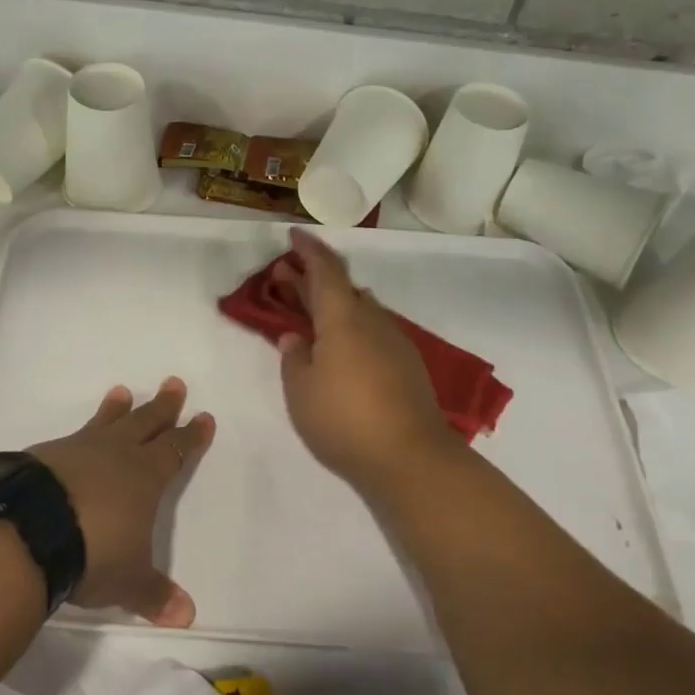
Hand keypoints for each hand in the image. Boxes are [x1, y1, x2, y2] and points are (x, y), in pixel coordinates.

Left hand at [26, 378, 213, 626]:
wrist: (29, 530)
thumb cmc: (93, 552)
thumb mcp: (128, 580)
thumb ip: (155, 595)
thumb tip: (187, 617)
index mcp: (145, 477)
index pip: (176, 450)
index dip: (191, 436)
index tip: (203, 417)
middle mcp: (116, 455)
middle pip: (146, 423)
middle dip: (163, 406)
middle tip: (174, 384)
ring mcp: (79, 450)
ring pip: (106, 422)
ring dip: (117, 409)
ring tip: (122, 392)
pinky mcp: (46, 454)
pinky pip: (72, 437)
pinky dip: (81, 433)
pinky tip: (73, 439)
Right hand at [275, 228, 460, 486]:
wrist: (410, 458)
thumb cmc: (344, 419)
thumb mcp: (301, 390)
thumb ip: (294, 358)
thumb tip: (295, 338)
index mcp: (343, 318)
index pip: (326, 270)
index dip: (309, 250)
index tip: (294, 235)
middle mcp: (373, 321)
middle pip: (342, 289)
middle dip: (312, 279)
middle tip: (284, 277)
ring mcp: (395, 343)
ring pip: (360, 311)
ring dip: (333, 306)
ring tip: (309, 316)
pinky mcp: (408, 367)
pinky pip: (373, 333)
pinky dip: (351, 329)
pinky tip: (340, 350)